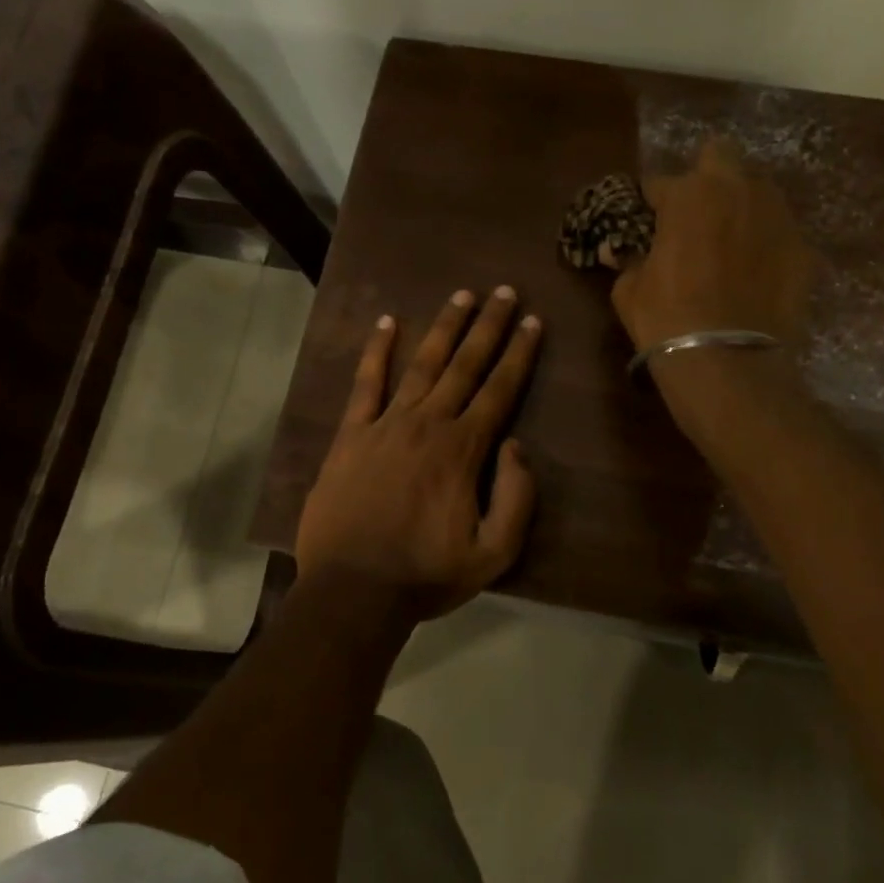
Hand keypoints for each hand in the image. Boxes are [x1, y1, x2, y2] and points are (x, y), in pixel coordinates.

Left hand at [296, 288, 541, 624]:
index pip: (499, 390)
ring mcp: (385, 425)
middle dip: (488, 326)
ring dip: (444, 327)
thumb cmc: (426, 574)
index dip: (519, 354)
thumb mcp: (493, 554)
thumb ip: (516, 498)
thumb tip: (516, 447)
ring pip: (421, 364)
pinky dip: (377, 352)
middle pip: (464, 365)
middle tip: (504, 292)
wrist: (353, 590)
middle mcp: (428, 424)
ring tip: (462, 295)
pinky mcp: (350, 435)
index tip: (533, 322)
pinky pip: (365, 384)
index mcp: (463, 450)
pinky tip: (387, 322)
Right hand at [611, 137, 813, 351]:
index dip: (649, 201)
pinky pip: (779, 231)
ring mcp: (777, 216)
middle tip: (693, 212)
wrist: (728, 362)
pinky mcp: (804, 248)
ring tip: (729, 239)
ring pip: (757, 189)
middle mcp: (737, 190)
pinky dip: (765, 242)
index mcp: (688, 194)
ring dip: (739, 204)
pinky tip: (755, 271)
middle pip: (720, 155)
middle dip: (704, 176)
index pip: (659, 182)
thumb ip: (631, 259)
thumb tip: (628, 253)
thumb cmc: (666, 320)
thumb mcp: (628, 289)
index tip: (644, 218)